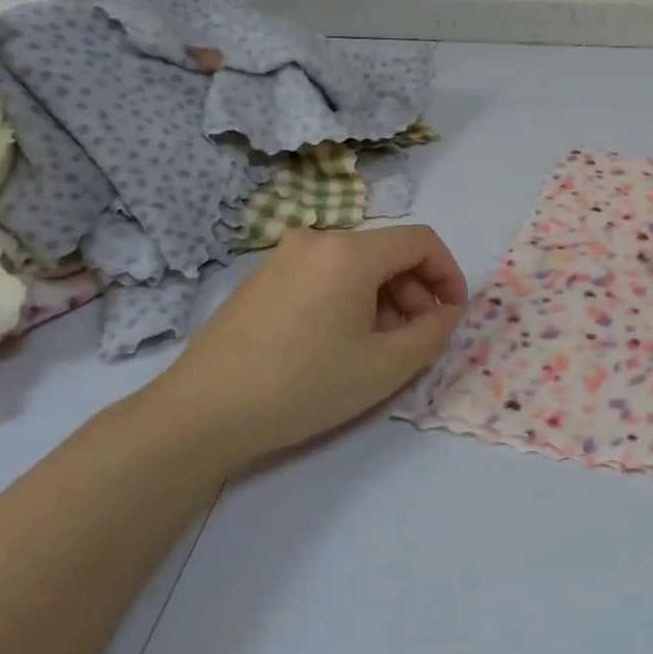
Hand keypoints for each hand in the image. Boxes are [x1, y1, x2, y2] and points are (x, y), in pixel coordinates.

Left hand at [139, 225, 467, 469]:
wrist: (201, 413)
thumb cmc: (303, 386)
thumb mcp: (385, 366)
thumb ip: (432, 332)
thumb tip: (444, 311)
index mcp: (350, 251)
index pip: (422, 242)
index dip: (449, 275)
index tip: (452, 316)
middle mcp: (317, 240)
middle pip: (388, 252)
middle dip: (416, 291)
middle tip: (416, 339)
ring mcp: (284, 257)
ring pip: (357, 266)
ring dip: (384, 298)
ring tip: (380, 348)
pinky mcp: (262, 279)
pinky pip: (325, 275)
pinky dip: (350, 300)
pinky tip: (340, 343)